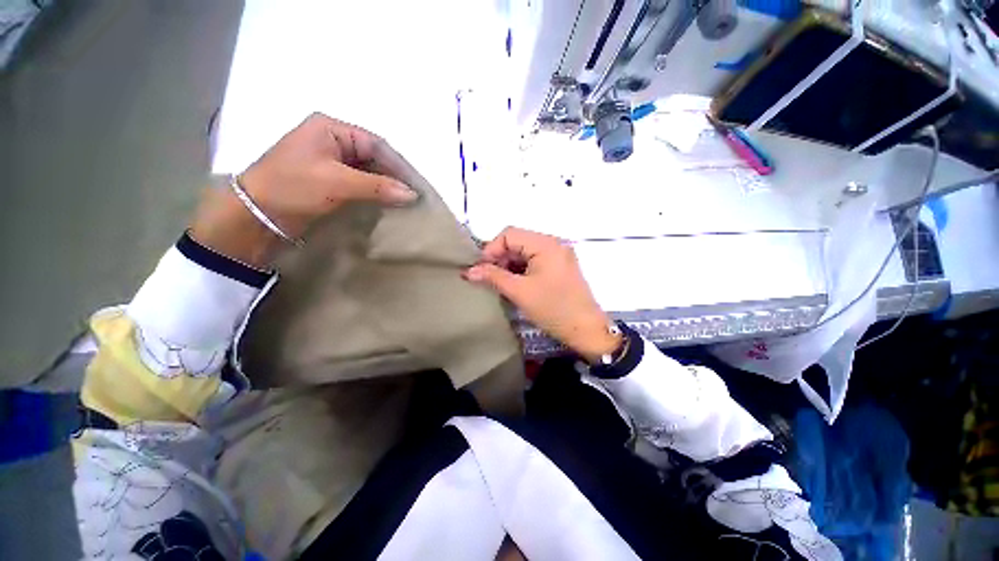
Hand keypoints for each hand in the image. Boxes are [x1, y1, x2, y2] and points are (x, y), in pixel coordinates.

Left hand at [190, 113, 417, 267]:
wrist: (255, 215)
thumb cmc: (292, 187)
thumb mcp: (337, 182)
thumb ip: (378, 187)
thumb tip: (413, 195)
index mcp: (330, 129)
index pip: (376, 145)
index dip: (399, 166)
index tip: (417, 187)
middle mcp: (333, 141)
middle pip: (374, 157)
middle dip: (394, 177)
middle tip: (413, 197)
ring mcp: (331, 162)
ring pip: (369, 172)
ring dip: (386, 186)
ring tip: (405, 202)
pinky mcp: (330, 181)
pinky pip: (360, 184)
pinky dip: (375, 194)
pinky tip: (387, 204)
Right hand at [464, 227, 620, 361]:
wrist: (586, 330)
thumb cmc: (553, 309)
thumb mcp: (519, 292)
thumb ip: (493, 277)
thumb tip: (468, 271)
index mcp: (546, 244)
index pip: (509, 234)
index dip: (491, 249)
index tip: (481, 270)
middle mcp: (553, 243)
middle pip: (517, 241)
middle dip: (500, 258)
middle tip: (488, 279)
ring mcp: (558, 255)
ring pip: (525, 252)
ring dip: (509, 265)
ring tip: (499, 283)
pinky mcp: (559, 266)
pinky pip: (534, 261)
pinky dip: (521, 270)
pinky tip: (514, 284)